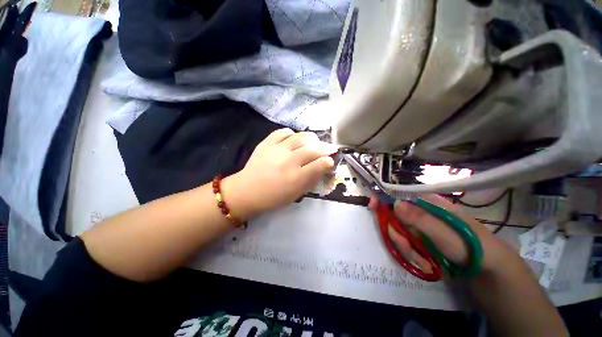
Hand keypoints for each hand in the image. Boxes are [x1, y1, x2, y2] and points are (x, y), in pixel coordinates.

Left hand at [223, 129, 337, 219]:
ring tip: (314, 142)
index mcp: (297, 178)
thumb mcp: (296, 194)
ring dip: (312, 138)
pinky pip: (283, 131)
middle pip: (313, 149)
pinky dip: (292, 133)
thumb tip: (323, 167)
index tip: (330, 161)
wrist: (246, 191)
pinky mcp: (267, 143)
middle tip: (329, 148)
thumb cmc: (273, 198)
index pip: (321, 164)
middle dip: (325, 148)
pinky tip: (294, 139)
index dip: (329, 161)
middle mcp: (289, 161)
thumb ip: (311, 180)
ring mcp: (277, 149)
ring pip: (301, 137)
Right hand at [372, 195, 515, 274]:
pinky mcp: (420, 241)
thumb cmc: (470, 245)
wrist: (487, 269)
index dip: (384, 198)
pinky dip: (413, 255)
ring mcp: (419, 228)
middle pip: (394, 216)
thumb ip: (420, 218)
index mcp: (427, 204)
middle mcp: (420, 213)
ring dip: (407, 248)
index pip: (399, 195)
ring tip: (425, 260)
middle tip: (406, 246)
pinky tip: (427, 263)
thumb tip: (394, 203)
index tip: (372, 204)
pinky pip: (406, 245)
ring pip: (399, 233)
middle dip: (397, 233)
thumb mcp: (445, 232)